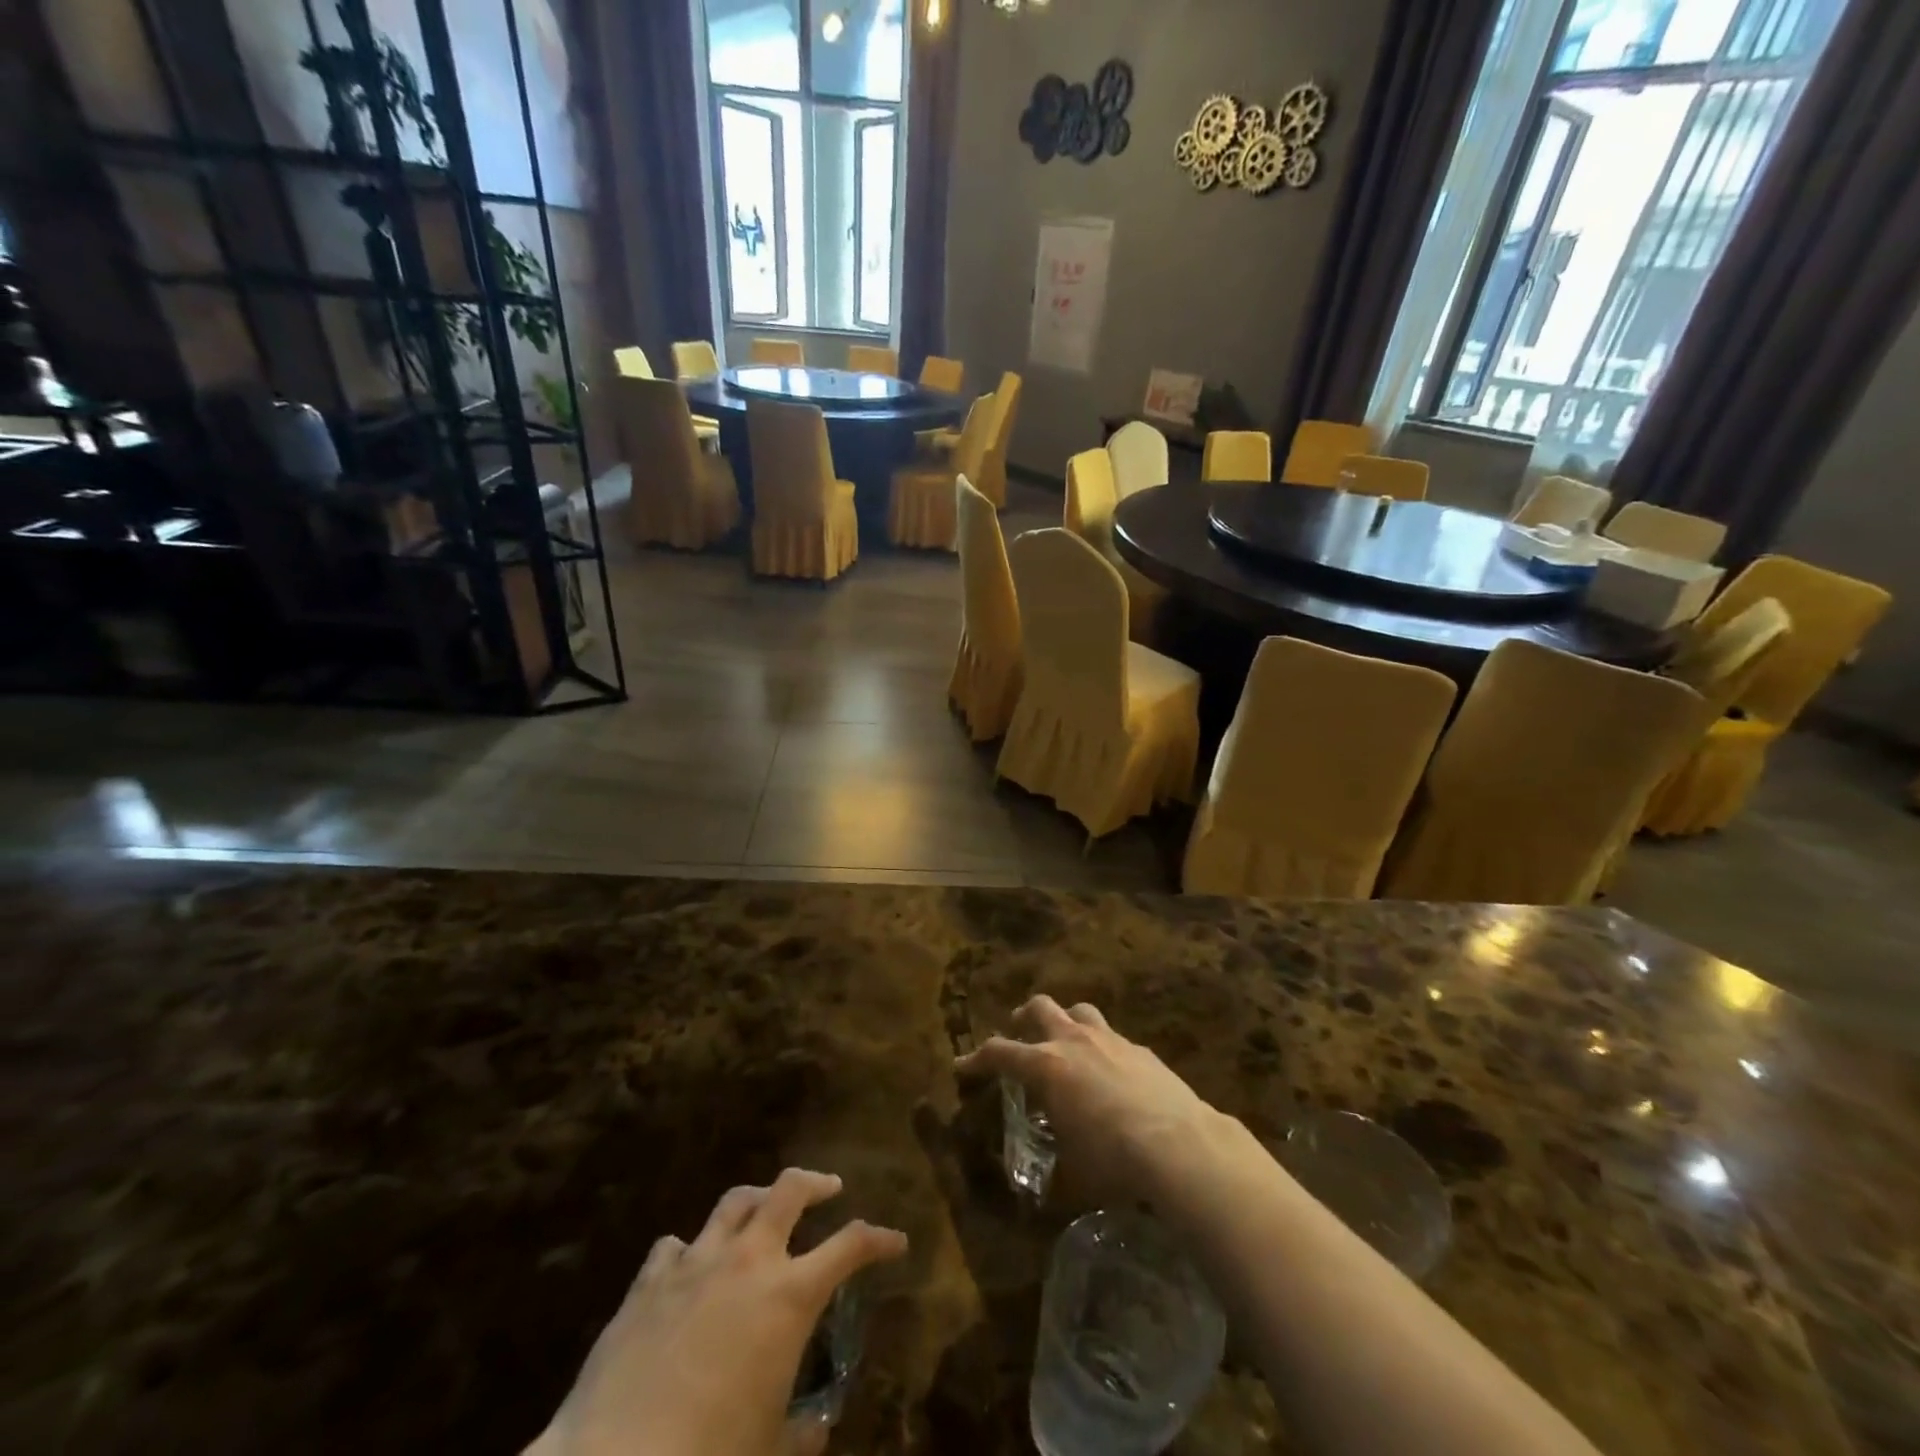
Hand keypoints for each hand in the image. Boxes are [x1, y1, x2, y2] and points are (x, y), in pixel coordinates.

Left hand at [532, 1168, 907, 1455]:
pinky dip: (692, 1248)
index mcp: (789, 1296)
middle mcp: (748, 1261)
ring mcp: (696, 1263)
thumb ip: (803, 1432)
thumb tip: (817, 1426)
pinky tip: (691, 1265)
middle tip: (830, 1189)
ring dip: (758, 1198)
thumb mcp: (771, 1450)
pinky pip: (676, 1245)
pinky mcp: (649, 1281)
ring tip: (765, 1208)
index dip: (879, 1239)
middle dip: (816, 1183)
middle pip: (789, 1190)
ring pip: (734, 1201)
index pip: (851, 1246)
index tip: (896, 1242)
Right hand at [954, 994, 1225, 1200]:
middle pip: (1039, 1008)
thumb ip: (1050, 1174)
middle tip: (1018, 1035)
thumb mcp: (1071, 1175)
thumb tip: (1040, 1194)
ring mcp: (1110, 1039)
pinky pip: (1113, 1036)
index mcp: (1046, 1066)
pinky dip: (1101, 1047)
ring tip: (1063, 1041)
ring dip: (1064, 1021)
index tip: (963, 1067)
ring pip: (1078, 1010)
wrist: (1179, 1145)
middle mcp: (1073, 1041)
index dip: (976, 1060)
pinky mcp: (1141, 1049)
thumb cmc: (1113, 1160)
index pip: (999, 1052)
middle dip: (1023, 1019)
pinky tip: (1110, 1073)